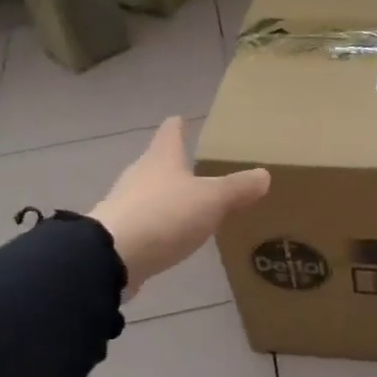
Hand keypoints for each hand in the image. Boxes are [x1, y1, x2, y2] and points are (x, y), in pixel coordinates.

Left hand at [89, 118, 270, 297]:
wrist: (112, 256)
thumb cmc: (164, 215)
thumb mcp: (211, 200)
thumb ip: (238, 188)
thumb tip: (264, 174)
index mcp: (162, 158)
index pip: (171, 132)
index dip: (179, 126)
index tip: (185, 120)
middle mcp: (140, 174)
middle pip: (159, 162)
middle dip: (177, 164)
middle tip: (201, 169)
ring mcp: (126, 204)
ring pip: (151, 192)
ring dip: (169, 196)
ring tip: (192, 204)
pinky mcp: (121, 233)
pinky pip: (147, 222)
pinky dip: (161, 224)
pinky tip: (174, 235)